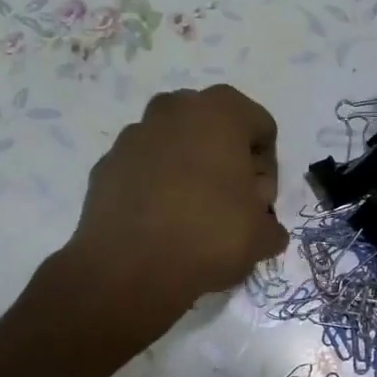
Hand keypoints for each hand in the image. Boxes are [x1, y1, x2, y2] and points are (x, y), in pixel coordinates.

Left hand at [60, 85, 288, 338]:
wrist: (129, 267)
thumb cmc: (209, 236)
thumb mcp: (261, 236)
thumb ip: (270, 224)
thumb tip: (264, 228)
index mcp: (220, 112)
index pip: (261, 128)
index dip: (267, 168)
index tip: (259, 203)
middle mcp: (174, 110)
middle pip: (213, 129)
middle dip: (225, 160)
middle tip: (229, 205)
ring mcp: (133, 135)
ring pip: (174, 145)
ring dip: (187, 170)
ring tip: (191, 215)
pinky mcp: (106, 165)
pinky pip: (143, 169)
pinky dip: (154, 187)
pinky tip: (159, 223)